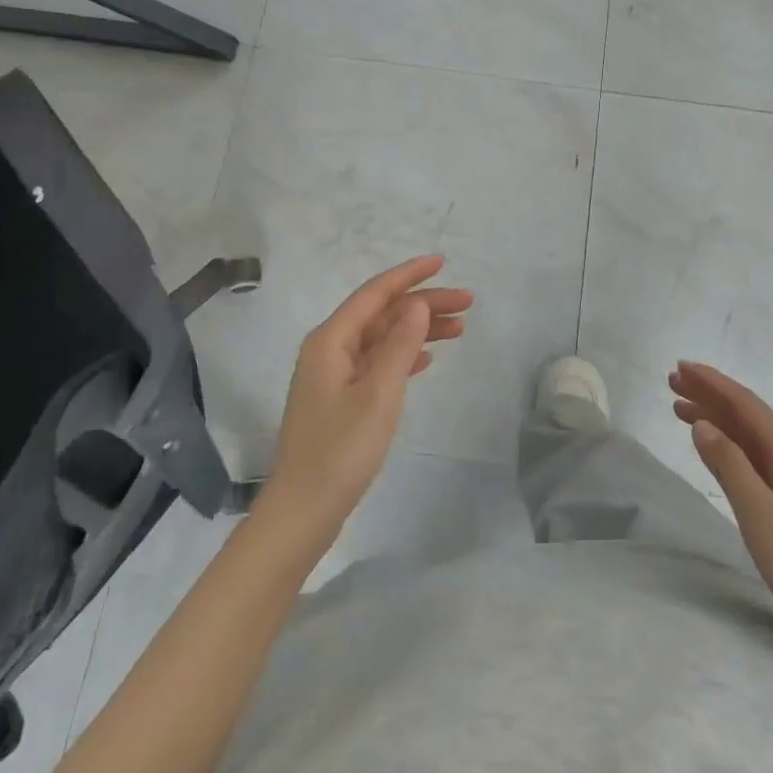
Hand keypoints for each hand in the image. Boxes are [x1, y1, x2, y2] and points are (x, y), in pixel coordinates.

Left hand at [262, 256, 472, 539]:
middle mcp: (329, 349)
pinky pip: (376, 362)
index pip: (375, 293)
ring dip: (418, 330)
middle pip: (382, 313)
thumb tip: (417, 304)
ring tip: (459, 329)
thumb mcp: (379, 393)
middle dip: (423, 304)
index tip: (442, 262)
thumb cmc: (341, 449)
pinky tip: (426, 359)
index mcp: (331, 340)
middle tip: (468, 304)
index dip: (410, 275)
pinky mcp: (339, 399)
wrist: (304, 510)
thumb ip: (400, 344)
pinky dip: (402, 355)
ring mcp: (332, 375)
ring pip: (382, 338)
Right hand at [670, 361, 772, 662]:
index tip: (680, 367)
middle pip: (750, 415)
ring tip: (681, 408)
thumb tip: (702, 423)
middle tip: (672, 383)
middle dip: (711, 396)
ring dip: (719, 419)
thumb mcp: (758, 514)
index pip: (746, 404)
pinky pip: (761, 456)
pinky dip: (733, 444)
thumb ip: (728, 464)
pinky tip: (715, 445)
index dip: (712, 383)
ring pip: (754, 436)